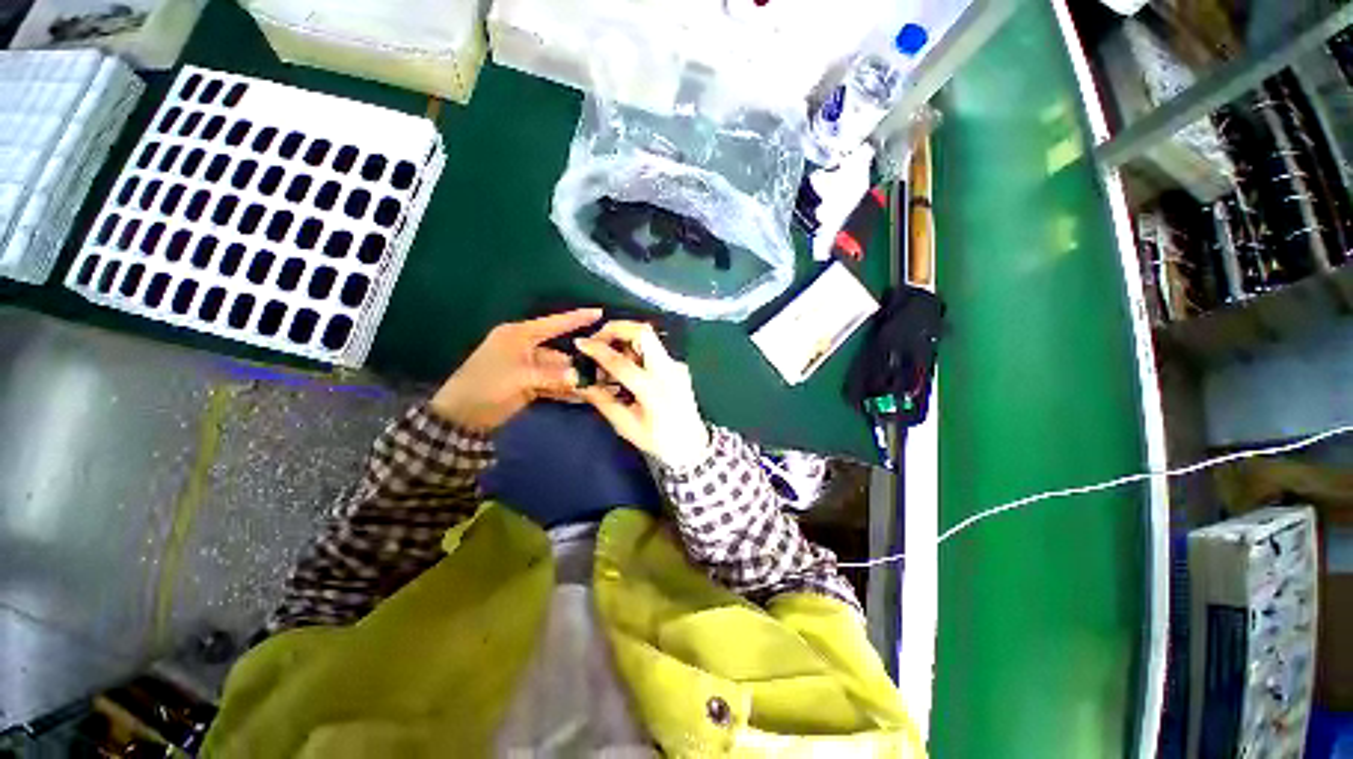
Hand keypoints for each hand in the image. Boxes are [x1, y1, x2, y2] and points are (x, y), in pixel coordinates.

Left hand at [430, 309, 602, 431]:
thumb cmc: (487, 385)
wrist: (462, 415)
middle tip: (604, 368)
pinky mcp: (529, 383)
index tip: (599, 312)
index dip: (577, 318)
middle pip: (560, 351)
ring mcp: (528, 367)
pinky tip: (582, 396)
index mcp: (520, 335)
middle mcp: (526, 348)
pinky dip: (565, 390)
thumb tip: (580, 377)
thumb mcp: (520, 377)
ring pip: (558, 370)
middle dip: (580, 361)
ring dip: (574, 379)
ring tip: (597, 385)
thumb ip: (553, 376)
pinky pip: (553, 383)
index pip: (554, 323)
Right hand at [575, 321, 710, 468]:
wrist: (692, 445)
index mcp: (653, 390)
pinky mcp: (678, 366)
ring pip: (649, 338)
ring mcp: (676, 366)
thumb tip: (580, 382)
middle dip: (617, 329)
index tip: (580, 343)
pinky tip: (626, 366)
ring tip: (609, 356)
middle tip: (598, 339)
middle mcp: (668, 371)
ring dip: (625, 339)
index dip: (597, 350)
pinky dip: (636, 350)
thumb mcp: (625, 425)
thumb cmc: (657, 440)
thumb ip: (602, 400)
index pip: (621, 362)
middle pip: (643, 332)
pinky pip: (654, 349)